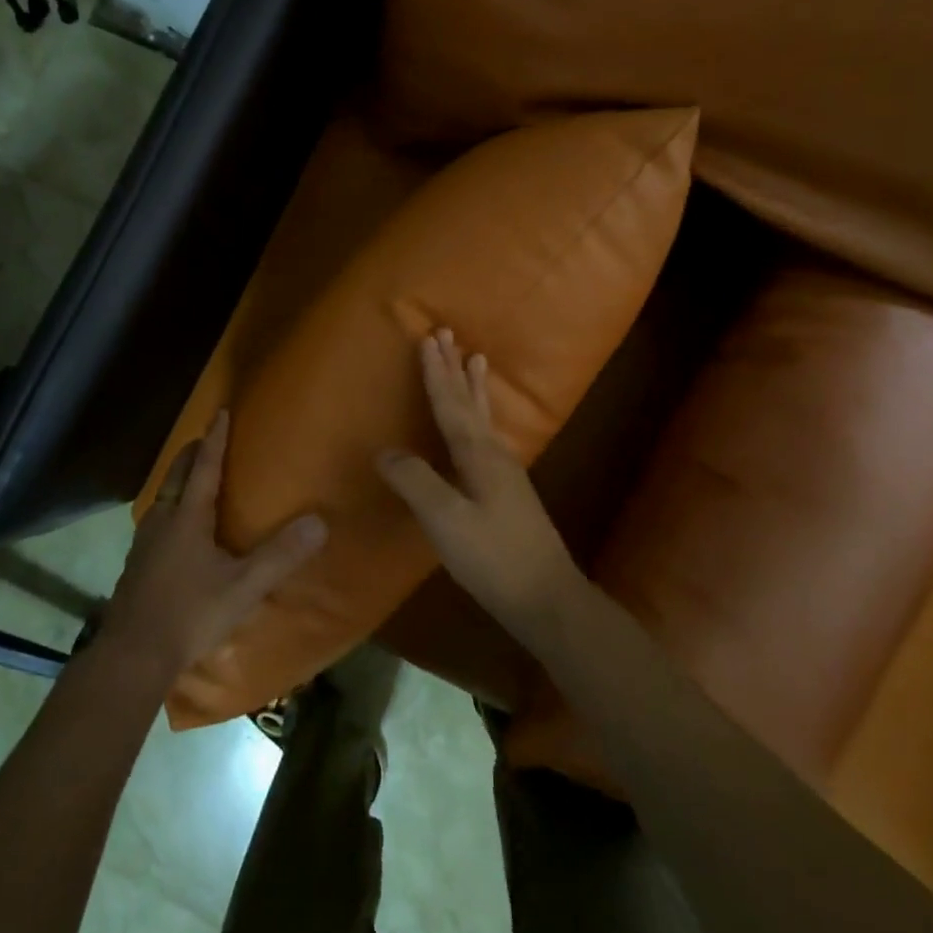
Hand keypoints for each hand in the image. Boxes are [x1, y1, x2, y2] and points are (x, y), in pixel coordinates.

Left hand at [100, 409, 326, 675]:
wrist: (132, 656)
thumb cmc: (190, 614)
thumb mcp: (243, 587)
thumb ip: (280, 555)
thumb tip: (319, 522)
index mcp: (187, 518)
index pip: (204, 467)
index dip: (215, 439)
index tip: (220, 412)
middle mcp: (162, 522)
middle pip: (176, 476)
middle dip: (192, 454)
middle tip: (206, 439)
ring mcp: (144, 544)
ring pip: (162, 498)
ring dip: (178, 480)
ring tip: (192, 478)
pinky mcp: (136, 566)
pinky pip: (155, 521)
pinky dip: (169, 507)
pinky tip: (175, 529)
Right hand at [377, 329, 583, 647]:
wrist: (548, 598)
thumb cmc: (494, 558)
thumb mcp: (446, 521)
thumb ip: (415, 482)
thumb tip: (385, 451)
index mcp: (478, 455)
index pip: (450, 405)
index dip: (436, 373)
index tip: (428, 338)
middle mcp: (495, 455)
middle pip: (470, 403)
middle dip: (455, 369)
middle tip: (448, 334)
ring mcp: (506, 473)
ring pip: (484, 417)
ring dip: (474, 387)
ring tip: (476, 359)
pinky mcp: (509, 491)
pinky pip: (488, 436)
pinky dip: (481, 415)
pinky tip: (483, 425)